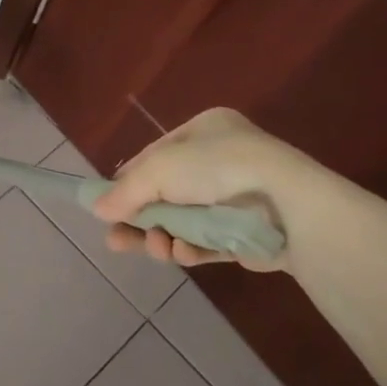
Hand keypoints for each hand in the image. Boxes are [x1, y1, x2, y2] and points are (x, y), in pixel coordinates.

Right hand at [91, 108, 300, 271]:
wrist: (288, 206)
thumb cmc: (217, 169)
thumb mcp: (159, 169)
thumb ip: (125, 191)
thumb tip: (97, 210)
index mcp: (204, 130)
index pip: (154, 156)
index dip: (128, 182)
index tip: (107, 207)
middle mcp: (222, 159)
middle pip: (166, 193)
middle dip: (142, 219)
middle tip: (117, 241)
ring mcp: (238, 198)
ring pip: (186, 221)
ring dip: (164, 236)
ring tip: (155, 249)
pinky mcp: (249, 234)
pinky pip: (210, 242)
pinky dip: (192, 249)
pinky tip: (181, 255)